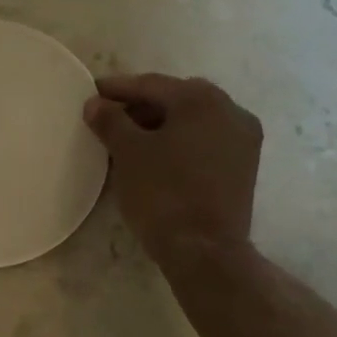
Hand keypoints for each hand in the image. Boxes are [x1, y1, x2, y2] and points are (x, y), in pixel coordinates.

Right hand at [84, 74, 262, 269]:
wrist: (205, 251)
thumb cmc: (163, 194)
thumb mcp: (127, 153)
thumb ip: (110, 120)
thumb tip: (96, 103)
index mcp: (203, 100)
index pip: (152, 85)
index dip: (118, 88)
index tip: (92, 92)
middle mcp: (231, 111)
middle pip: (176, 99)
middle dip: (141, 105)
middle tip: (109, 116)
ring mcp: (243, 140)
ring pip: (193, 121)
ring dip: (160, 124)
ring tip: (128, 138)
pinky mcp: (244, 166)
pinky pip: (205, 141)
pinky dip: (180, 141)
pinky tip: (156, 156)